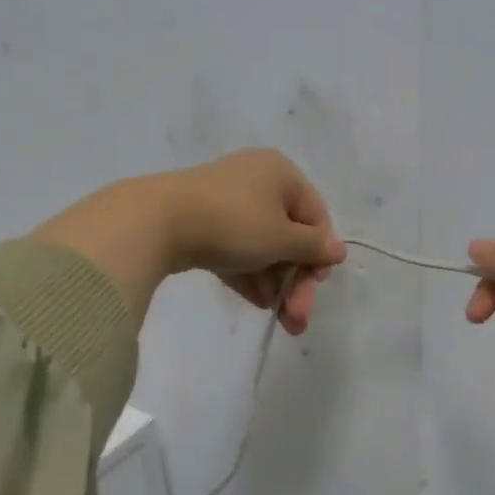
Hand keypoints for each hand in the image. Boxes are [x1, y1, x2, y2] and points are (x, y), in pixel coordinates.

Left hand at [161, 149, 346, 333]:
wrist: (156, 221)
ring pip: (262, 246)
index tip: (315, 286)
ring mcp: (227, 201)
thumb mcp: (281, 238)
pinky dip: (249, 275)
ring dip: (275, 283)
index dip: (319, 254)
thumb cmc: (233, 223)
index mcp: (281, 173)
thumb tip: (338, 250)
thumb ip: (313, 247)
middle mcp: (257, 180)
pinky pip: (237, 249)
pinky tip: (257, 304)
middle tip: (297, 319)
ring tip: (279, 321)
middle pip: (289, 235)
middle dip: (295, 280)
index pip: (315, 216)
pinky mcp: (203, 223)